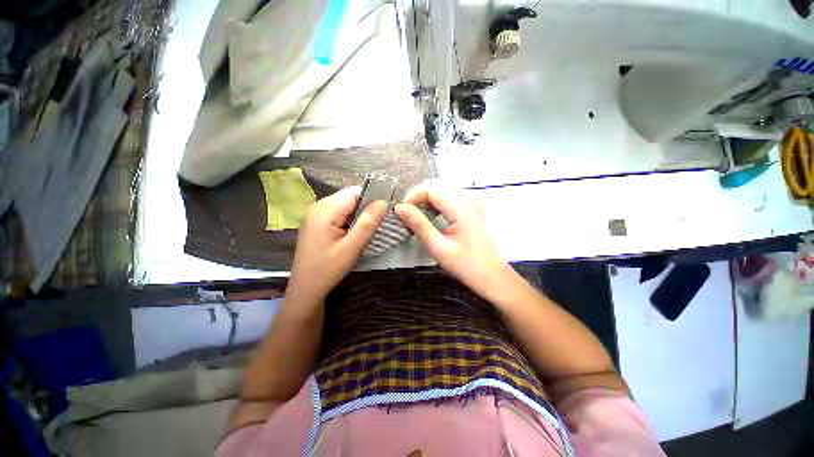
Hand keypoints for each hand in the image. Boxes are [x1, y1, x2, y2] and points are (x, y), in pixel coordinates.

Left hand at [288, 186, 385, 302]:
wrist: (306, 288)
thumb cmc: (327, 269)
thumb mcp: (351, 248)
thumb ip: (367, 223)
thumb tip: (383, 202)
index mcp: (324, 210)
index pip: (354, 193)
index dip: (371, 200)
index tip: (384, 213)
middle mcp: (318, 206)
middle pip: (349, 197)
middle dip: (365, 208)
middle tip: (376, 225)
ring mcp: (316, 213)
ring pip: (346, 205)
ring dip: (358, 215)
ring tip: (366, 231)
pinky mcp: (317, 221)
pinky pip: (339, 213)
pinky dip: (350, 220)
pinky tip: (354, 233)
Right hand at [394, 180, 510, 294]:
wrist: (493, 277)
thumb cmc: (466, 265)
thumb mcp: (438, 247)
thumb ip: (419, 225)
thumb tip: (399, 207)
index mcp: (461, 206)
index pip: (431, 187)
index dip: (413, 196)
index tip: (402, 212)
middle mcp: (468, 199)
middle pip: (436, 186)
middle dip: (418, 197)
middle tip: (408, 216)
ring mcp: (471, 203)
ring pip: (442, 191)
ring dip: (426, 200)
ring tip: (417, 218)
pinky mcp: (471, 209)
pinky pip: (449, 199)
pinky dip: (436, 204)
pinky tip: (431, 218)